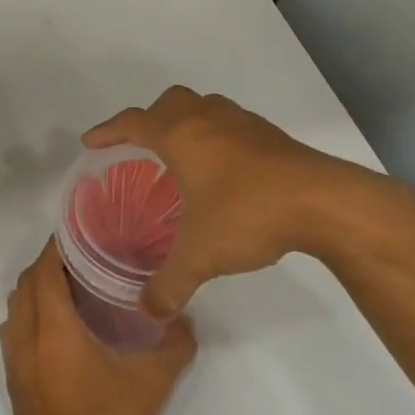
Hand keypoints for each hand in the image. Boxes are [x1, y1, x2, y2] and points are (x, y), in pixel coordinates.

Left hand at [0, 240, 195, 414]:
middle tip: (82, 259)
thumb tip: (184, 318)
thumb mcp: (152, 382)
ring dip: (35, 289)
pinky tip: (58, 325)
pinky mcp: (12, 378)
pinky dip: (29, 314)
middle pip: (25, 284)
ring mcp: (14, 359)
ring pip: (15, 307)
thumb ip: (175, 344)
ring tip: (70, 287)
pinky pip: (13, 330)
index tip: (81, 235)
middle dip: (47, 264)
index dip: (57, 247)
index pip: (44, 271)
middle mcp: (26, 337)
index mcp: (54, 329)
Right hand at [84, 85, 372, 317]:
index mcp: (182, 136)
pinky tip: (224, 170)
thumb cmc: (248, 214)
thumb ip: (169, 285)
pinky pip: (231, 125)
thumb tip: (148, 312)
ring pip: (205, 108)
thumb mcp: (200, 255)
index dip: (108, 131)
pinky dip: (216, 137)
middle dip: (149, 119)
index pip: (133, 123)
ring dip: (186, 123)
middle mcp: (209, 120)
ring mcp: (244, 124)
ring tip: (182, 156)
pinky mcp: (271, 136)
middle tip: (140, 146)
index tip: (91, 141)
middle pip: (170, 102)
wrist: (323, 202)